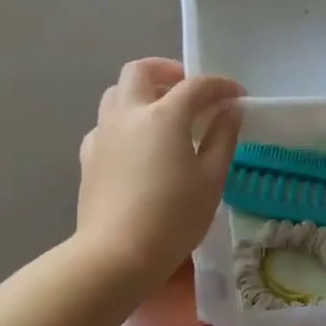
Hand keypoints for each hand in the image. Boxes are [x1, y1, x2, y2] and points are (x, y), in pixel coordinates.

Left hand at [77, 58, 242, 282]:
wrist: (117, 254)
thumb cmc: (174, 218)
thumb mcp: (211, 180)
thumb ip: (222, 138)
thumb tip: (230, 111)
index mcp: (163, 116)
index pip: (196, 86)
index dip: (221, 86)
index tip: (237, 96)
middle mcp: (128, 114)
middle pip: (141, 71)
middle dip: (167, 71)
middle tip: (189, 91)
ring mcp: (103, 133)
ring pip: (116, 93)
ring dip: (141, 92)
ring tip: (162, 115)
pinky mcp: (88, 156)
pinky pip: (105, 124)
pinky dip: (124, 122)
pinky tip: (137, 146)